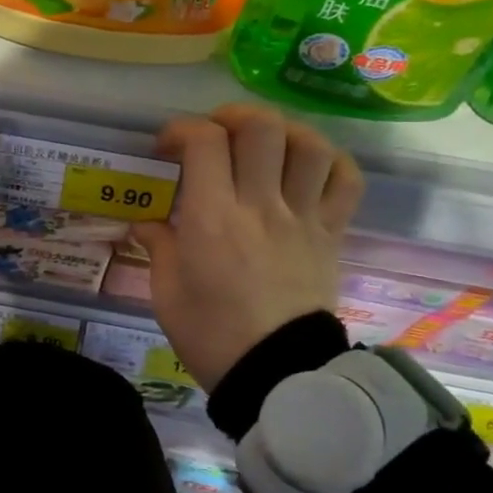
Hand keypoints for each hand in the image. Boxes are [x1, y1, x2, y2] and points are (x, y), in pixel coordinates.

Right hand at [133, 104, 362, 390]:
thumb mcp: (166, 292)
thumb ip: (158, 246)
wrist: (276, 376)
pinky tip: (307, 167)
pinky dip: (330, 162)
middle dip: (232, 116)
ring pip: (308, 145)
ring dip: (283, 131)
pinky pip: (345, 181)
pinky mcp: (331, 234)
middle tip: (216, 133)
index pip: (204, 141)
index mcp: (213, 218)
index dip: (182, 129)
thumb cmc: (211, 336)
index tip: (167, 147)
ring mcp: (303, 218)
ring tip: (264, 143)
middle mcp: (261, 206)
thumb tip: (147, 222)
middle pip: (261, 128)